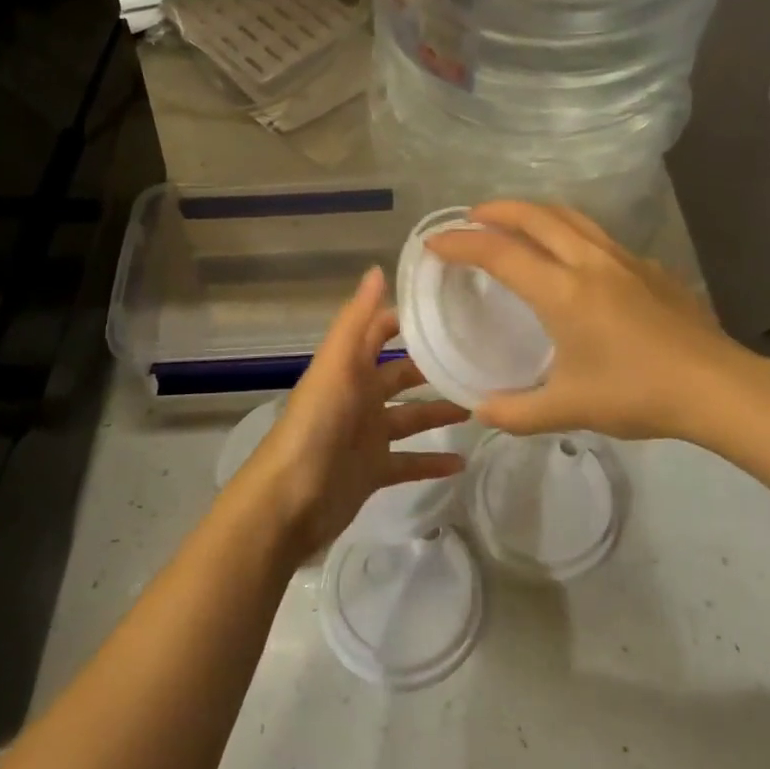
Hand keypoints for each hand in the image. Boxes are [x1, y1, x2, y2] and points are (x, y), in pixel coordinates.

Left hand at [235, 266, 468, 558]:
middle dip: (432, 366)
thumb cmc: (315, 424)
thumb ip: (357, 321)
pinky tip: (462, 462)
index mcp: (349, 367)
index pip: (379, 331)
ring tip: (479, 405)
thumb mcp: (336, 365)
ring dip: (439, 411)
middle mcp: (359, 396)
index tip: (450, 307)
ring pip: (410, 417)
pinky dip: (433, 462)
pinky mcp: (373, 471)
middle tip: (477, 359)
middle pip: (401, 375)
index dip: (407, 319)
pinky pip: (410, 462)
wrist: (290, 499)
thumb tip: (377, 269)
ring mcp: (367, 435)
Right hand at [423, 200, 751, 440]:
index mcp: (561, 290)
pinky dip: (569, 231)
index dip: (461, 243)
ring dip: (534, 212)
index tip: (435, 242)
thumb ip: (517, 411)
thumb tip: (480, 410)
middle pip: (534, 216)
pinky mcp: (649, 267)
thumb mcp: (569, 408)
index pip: (499, 252)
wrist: (717, 387)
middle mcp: (588, 261)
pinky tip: (573, 258)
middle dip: (496, 211)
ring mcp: (623, 259)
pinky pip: (597, 235)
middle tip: (470, 218)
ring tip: (515, 223)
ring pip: (570, 216)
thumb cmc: (636, 393)